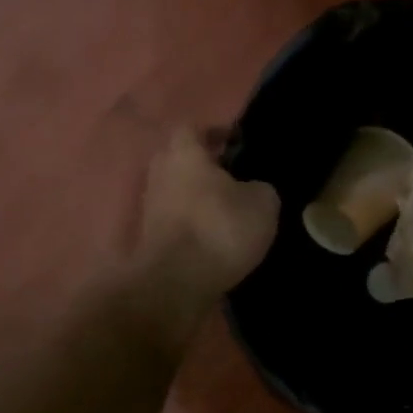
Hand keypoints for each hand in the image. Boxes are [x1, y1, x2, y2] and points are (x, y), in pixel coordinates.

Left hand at [138, 127, 279, 299]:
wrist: (176, 284)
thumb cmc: (220, 229)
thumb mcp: (262, 203)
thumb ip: (259, 187)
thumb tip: (253, 189)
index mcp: (185, 154)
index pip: (192, 128)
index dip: (214, 132)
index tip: (236, 142)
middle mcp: (161, 174)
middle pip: (179, 158)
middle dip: (203, 164)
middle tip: (233, 175)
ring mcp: (151, 208)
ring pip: (176, 190)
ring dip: (196, 196)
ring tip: (227, 209)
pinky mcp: (150, 239)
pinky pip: (174, 219)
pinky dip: (191, 222)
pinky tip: (214, 235)